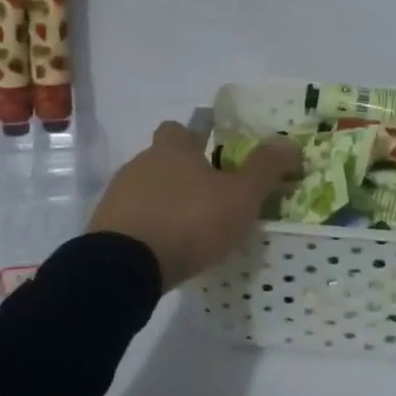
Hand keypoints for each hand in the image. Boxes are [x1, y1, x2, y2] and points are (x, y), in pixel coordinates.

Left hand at [89, 122, 302, 290]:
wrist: (126, 266)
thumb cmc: (190, 220)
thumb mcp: (241, 195)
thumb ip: (266, 168)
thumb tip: (290, 143)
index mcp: (173, 148)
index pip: (181, 129)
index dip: (198, 139)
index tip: (215, 157)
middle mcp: (141, 163)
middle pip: (163, 159)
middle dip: (184, 174)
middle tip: (211, 198)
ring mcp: (118, 195)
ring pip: (147, 189)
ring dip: (166, 202)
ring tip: (190, 229)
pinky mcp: (105, 227)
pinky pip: (133, 219)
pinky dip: (149, 228)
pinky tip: (165, 249)